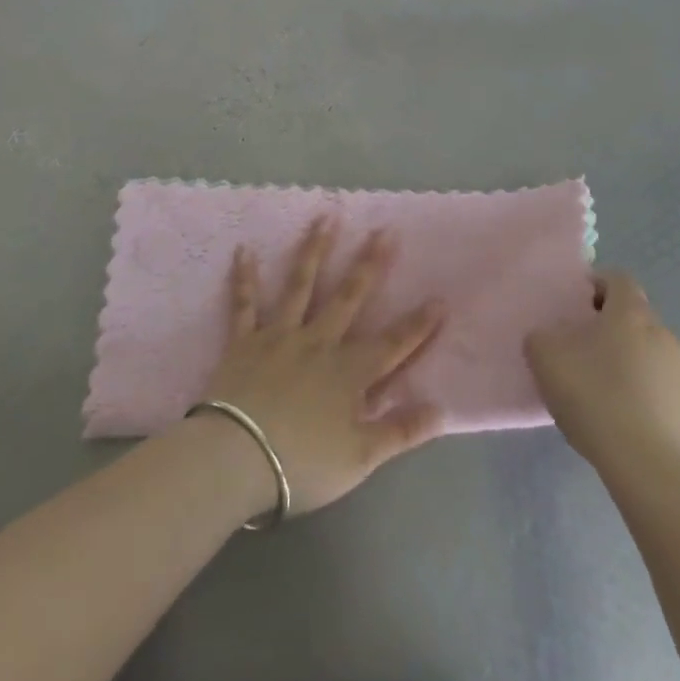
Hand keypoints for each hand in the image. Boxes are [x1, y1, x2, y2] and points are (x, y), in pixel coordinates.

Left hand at [203, 216, 445, 516]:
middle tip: (384, 230)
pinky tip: (244, 251)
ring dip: (314, 249)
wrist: (237, 459)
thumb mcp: (361, 458)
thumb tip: (442, 409)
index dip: (417, 324)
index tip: (439, 298)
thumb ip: (401, 431)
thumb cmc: (302, 463)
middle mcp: (319, 342)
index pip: (392, 344)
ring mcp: (280, 335)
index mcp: (348, 371)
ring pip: (301, 284)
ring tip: (325, 217)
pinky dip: (245, 278)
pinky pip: (245, 303)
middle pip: (349, 297)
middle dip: (370, 264)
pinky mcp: (245, 340)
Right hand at [524, 271, 679, 475]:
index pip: (618, 280)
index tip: (577, 306)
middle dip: (613, 329)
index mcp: (631, 314)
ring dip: (632, 364)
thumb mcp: (546, 359)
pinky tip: (628, 425)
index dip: (597, 286)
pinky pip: (667, 393)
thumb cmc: (596, 398)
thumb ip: (541, 337)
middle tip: (584, 352)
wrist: (650, 468)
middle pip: (636, 318)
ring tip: (605, 394)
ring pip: (653, 356)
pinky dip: (649, 399)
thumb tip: (547, 337)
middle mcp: (664, 335)